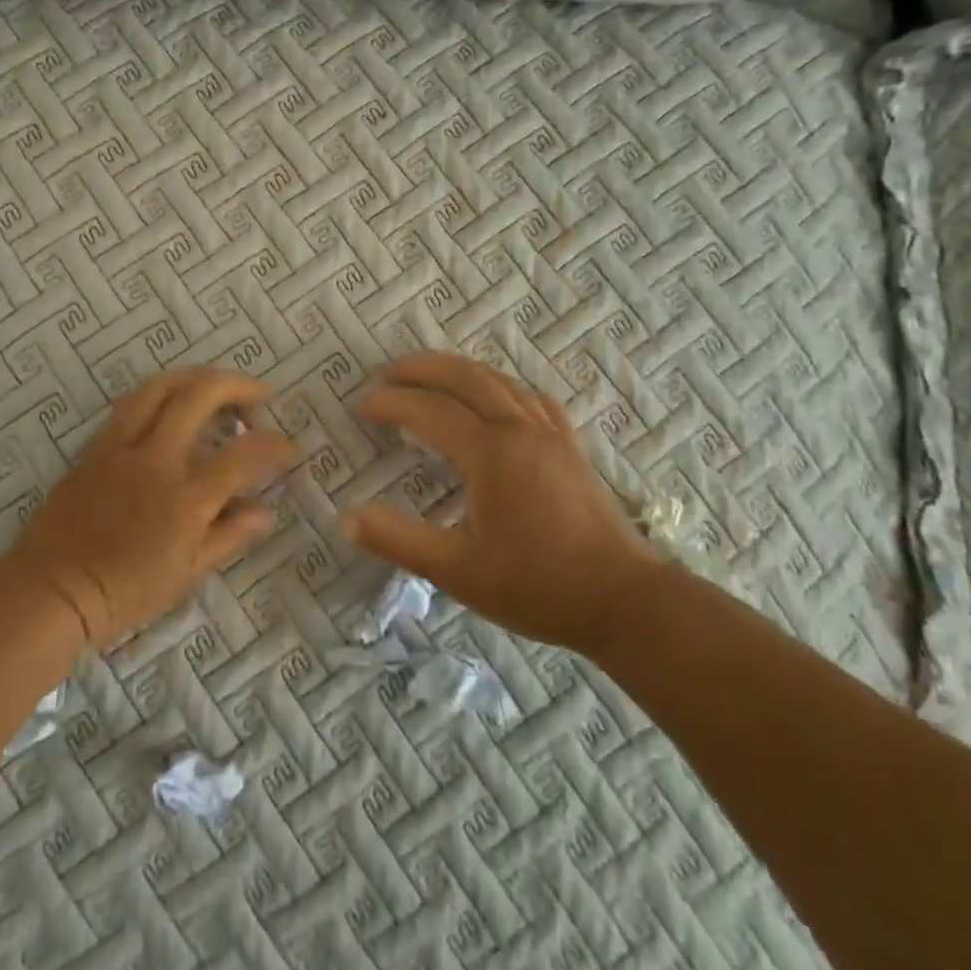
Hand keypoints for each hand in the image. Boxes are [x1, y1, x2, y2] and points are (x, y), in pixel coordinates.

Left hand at [8, 368, 298, 645]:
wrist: (53, 590)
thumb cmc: (125, 592)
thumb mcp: (186, 574)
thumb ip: (229, 535)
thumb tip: (265, 511)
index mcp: (185, 497)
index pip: (243, 455)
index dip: (275, 445)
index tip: (289, 448)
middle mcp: (155, 459)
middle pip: (200, 395)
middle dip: (238, 385)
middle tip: (259, 395)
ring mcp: (121, 447)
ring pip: (159, 387)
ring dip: (195, 378)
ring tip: (215, 387)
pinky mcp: (95, 447)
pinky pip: (130, 404)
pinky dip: (160, 394)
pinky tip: (170, 406)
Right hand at [341, 353, 667, 652]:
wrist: (624, 600)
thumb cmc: (537, 586)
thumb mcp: (457, 571)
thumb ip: (399, 540)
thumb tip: (346, 518)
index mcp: (490, 453)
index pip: (429, 410)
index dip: (391, 403)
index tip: (361, 406)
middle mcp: (520, 429)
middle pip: (465, 377)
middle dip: (422, 368)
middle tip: (387, 374)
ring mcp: (550, 434)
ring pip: (499, 380)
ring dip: (458, 371)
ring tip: (430, 377)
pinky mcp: (570, 447)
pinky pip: (530, 397)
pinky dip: (500, 385)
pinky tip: (496, 398)